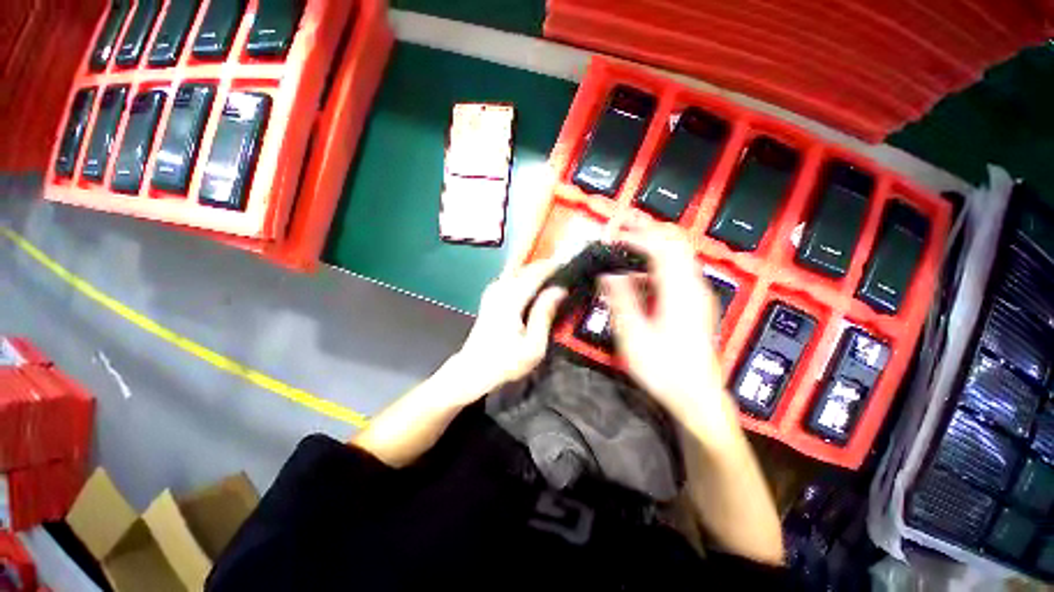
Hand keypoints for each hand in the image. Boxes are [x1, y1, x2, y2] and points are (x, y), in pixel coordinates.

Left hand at [452, 259, 566, 400]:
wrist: (474, 369)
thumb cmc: (505, 362)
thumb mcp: (533, 346)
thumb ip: (545, 315)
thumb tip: (560, 290)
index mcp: (510, 299)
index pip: (536, 273)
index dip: (555, 267)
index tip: (572, 267)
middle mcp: (500, 289)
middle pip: (527, 268)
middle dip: (548, 268)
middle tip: (567, 275)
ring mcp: (493, 291)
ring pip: (520, 271)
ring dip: (538, 272)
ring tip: (555, 281)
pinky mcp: (491, 295)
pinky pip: (513, 278)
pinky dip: (527, 278)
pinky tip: (537, 288)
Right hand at [600, 226, 740, 442]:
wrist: (697, 397)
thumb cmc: (665, 370)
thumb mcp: (633, 335)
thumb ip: (621, 300)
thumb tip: (609, 274)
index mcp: (679, 291)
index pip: (660, 248)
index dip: (636, 237)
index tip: (614, 235)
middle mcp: (693, 287)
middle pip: (676, 244)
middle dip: (649, 230)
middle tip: (625, 226)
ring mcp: (697, 295)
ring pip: (678, 256)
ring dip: (653, 245)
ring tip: (628, 244)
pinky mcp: (694, 305)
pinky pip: (677, 273)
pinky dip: (657, 265)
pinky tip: (639, 276)